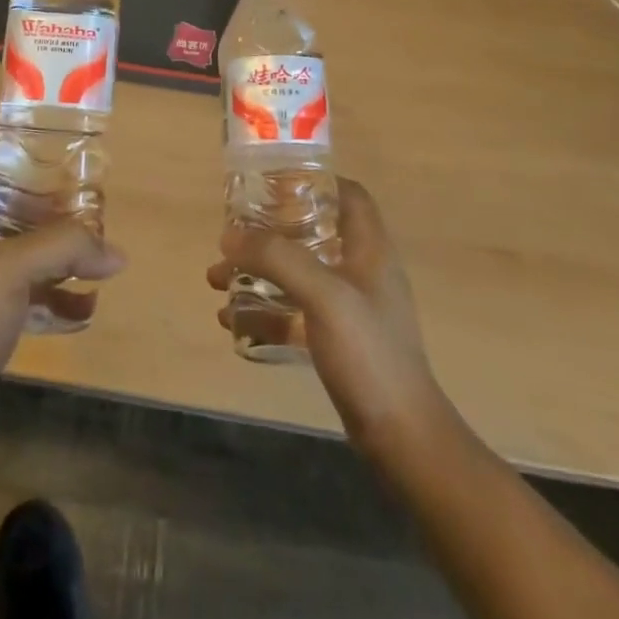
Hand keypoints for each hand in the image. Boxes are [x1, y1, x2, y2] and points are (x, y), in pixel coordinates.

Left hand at [0, 150, 125, 437]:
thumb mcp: (17, 268)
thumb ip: (67, 247)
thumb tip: (115, 252)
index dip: (22, 159)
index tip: (62, 166)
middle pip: (10, 208)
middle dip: (51, 211)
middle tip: (89, 215)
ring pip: (19, 253)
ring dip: (57, 256)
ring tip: (96, 261)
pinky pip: (21, 295)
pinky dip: (51, 297)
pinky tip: (84, 310)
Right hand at [207, 178, 446, 462]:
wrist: (401, 438)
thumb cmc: (369, 353)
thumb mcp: (323, 296)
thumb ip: (278, 259)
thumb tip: (230, 235)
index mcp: (370, 249)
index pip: (348, 194)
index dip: (314, 180)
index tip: (271, 183)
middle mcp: (361, 271)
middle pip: (313, 231)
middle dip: (269, 232)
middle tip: (233, 235)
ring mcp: (350, 308)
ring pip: (298, 273)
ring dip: (258, 272)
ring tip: (217, 279)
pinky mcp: (338, 341)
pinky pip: (294, 312)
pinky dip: (264, 311)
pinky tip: (232, 321)